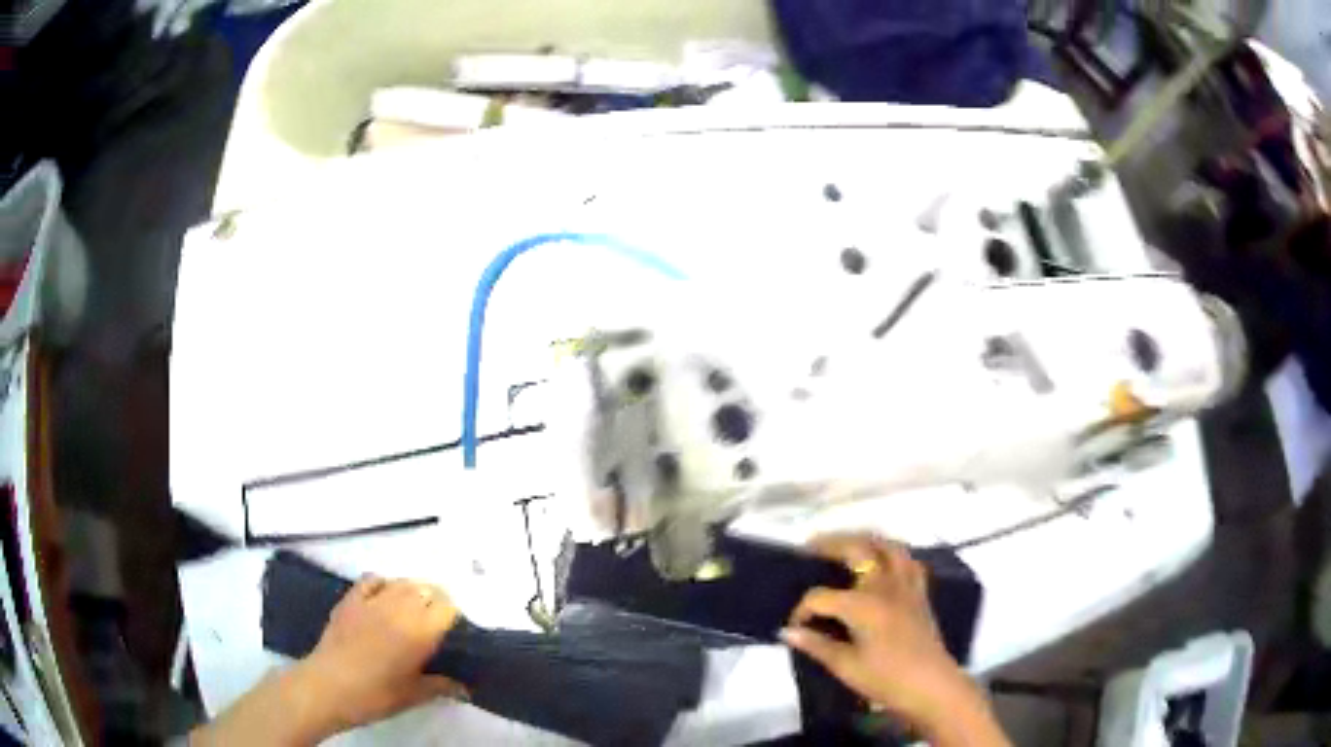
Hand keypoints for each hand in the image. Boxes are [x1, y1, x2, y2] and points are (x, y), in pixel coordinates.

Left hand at [192, 577, 464, 746]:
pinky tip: (384, 598)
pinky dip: (384, 584)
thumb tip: (465, 687)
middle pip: (426, 589)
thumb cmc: (375, 695)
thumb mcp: (413, 695)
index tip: (453, 633)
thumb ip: (441, 686)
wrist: (327, 687)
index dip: (454, 616)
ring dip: (413, 592)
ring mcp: (371, 600)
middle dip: (436, 602)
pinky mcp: (350, 600)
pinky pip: (373, 580)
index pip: (446, 607)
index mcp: (418, 632)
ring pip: (402, 582)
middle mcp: (398, 608)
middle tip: (436, 625)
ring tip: (412, 611)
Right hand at [781, 535, 1008, 745]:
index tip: (794, 626)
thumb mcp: (845, 666)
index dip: (802, 609)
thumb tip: (788, 632)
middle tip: (810, 547)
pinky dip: (893, 554)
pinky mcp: (920, 592)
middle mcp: (884, 585)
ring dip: (865, 539)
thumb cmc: (885, 678)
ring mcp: (906, 585)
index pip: (821, 596)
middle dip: (830, 544)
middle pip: (857, 550)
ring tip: (847, 544)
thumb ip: (816, 645)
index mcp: (862, 604)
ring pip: (888, 546)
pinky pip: (908, 561)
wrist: (930, 684)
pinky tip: (885, 561)